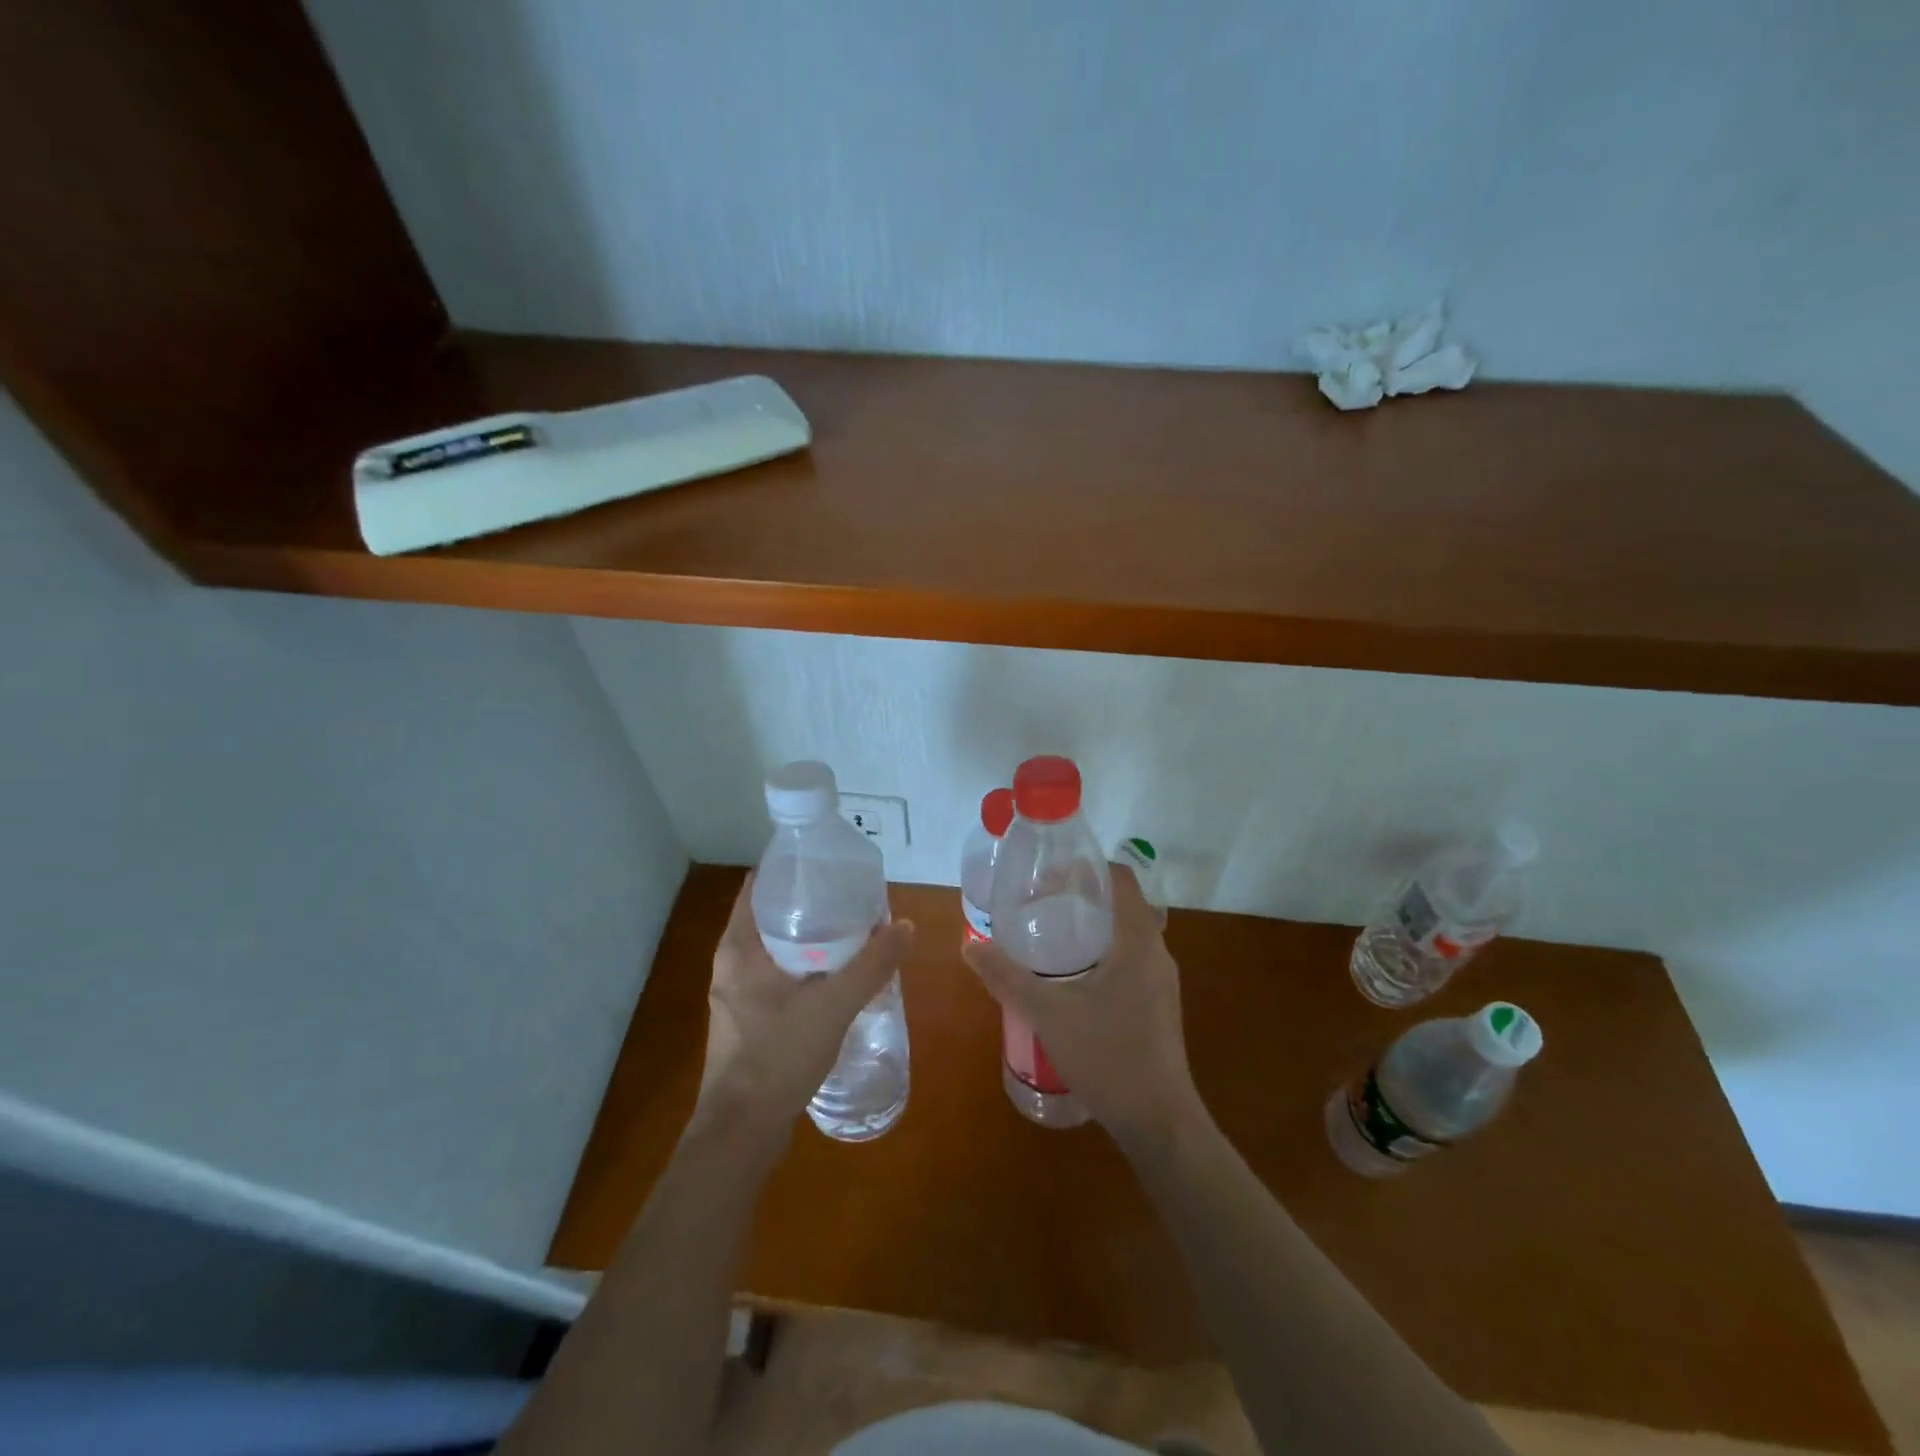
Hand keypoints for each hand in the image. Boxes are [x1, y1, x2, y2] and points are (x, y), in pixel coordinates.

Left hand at [696, 874, 914, 1137]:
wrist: (742, 1132)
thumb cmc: (778, 1056)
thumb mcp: (833, 1005)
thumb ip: (871, 965)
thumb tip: (906, 927)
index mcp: (739, 948)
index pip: (759, 887)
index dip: (793, 871)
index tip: (829, 865)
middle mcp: (731, 964)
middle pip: (771, 916)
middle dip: (811, 905)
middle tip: (852, 898)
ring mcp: (737, 994)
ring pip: (776, 950)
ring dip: (810, 939)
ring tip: (853, 932)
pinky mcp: (747, 1019)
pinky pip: (778, 977)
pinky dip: (805, 968)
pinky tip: (836, 976)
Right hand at [962, 864, 1201, 1146]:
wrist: (1159, 1123)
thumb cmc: (1108, 1056)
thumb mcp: (1047, 1013)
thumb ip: (1007, 977)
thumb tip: (970, 945)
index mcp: (1138, 941)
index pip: (1120, 879)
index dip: (1085, 869)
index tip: (1048, 875)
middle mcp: (1156, 953)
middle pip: (1121, 905)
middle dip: (1081, 898)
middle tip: (1039, 904)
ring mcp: (1161, 982)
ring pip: (1126, 936)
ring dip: (1091, 928)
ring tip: (1049, 937)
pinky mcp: (1158, 1006)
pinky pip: (1129, 961)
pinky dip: (1101, 954)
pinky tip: (1071, 979)